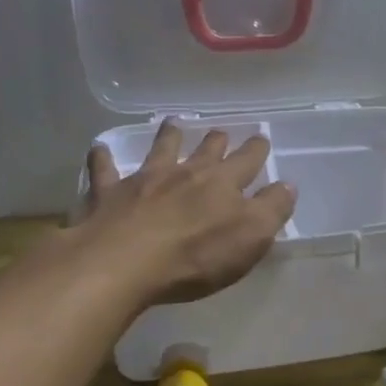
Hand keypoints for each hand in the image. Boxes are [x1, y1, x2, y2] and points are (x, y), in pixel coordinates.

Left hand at [76, 122, 296, 306]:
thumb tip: (287, 185)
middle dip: (216, 140)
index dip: (256, 149)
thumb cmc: (195, 255)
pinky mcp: (109, 194)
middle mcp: (186, 173)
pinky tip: (99, 149)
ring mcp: (145, 180)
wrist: (123, 262)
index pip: (247, 161)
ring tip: (172, 123)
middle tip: (220, 131)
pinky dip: (102, 158)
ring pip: (160, 150)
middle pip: (205, 151)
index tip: (261, 138)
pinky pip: (104, 170)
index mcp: (223, 183)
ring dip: (168, 136)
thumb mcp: (251, 237)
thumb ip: (272, 209)